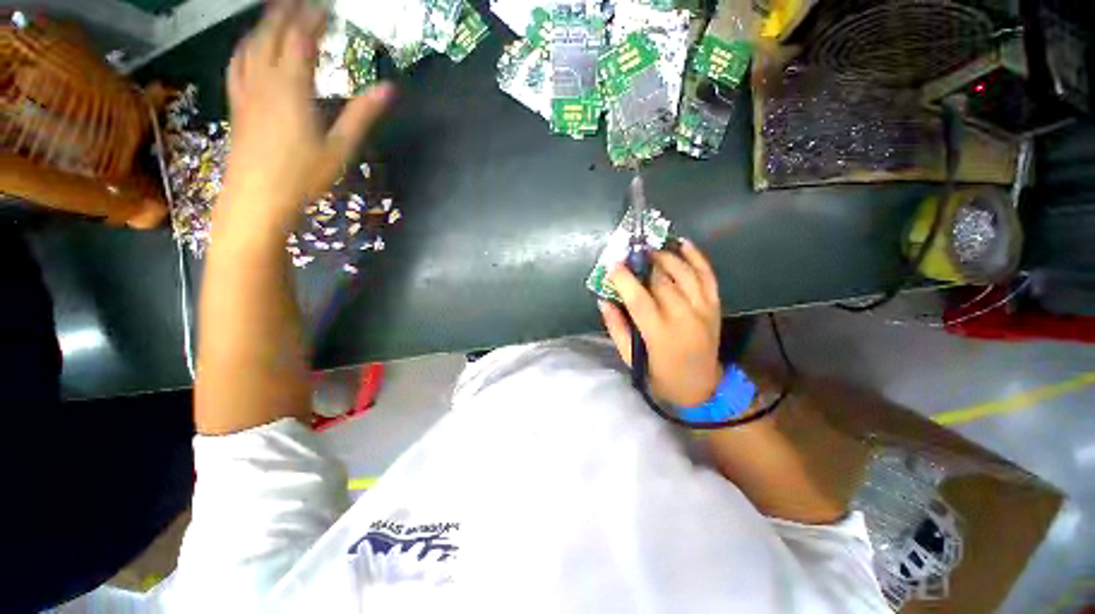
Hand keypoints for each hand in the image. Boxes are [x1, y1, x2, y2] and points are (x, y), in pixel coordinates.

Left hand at [219, 0, 393, 231]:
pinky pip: (238, 62)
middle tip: (303, 0)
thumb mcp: (341, 147)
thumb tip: (389, 89)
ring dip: (266, 23)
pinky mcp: (237, 102)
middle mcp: (264, 79)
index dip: (314, 18)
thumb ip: (362, 114)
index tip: (328, 8)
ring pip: (252, 43)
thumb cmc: (304, 175)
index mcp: (292, 87)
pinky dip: (247, 44)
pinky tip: (251, 45)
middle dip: (288, 10)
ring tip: (278, 12)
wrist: (257, 197)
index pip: (301, 38)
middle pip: (273, 32)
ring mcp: (246, 89)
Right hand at [600, 240, 721, 406]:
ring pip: (685, 273)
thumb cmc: (659, 375)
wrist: (700, 387)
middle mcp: (684, 318)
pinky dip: (697, 257)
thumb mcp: (630, 357)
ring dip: (667, 256)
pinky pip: (708, 276)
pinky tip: (683, 244)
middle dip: (644, 263)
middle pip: (663, 281)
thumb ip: (616, 327)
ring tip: (651, 249)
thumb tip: (604, 300)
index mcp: (660, 335)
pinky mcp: (714, 307)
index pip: (640, 299)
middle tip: (630, 254)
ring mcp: (703, 310)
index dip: (625, 280)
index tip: (612, 265)